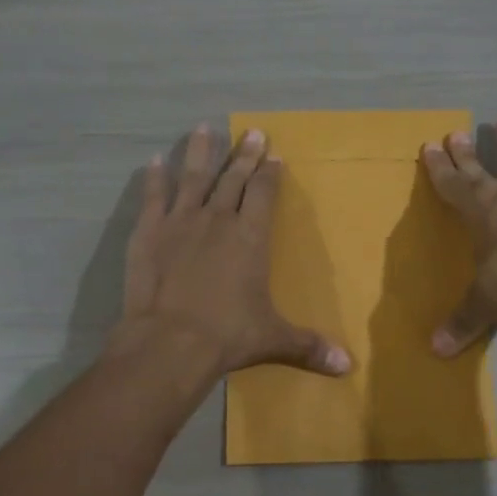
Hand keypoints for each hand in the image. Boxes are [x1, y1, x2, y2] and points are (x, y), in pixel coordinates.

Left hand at [118, 124, 352, 377]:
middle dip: (244, 154)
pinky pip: (152, 197)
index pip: (263, 193)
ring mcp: (180, 222)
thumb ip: (308, 346)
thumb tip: (348, 366)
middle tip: (252, 132)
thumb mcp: (273, 339)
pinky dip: (153, 178)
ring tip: (203, 128)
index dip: (270, 174)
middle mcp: (218, 219)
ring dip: (199, 152)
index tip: (274, 156)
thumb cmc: (227, 335)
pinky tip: (153, 161)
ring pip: (192, 177)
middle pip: (232, 178)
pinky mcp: (148, 232)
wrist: (169, 342)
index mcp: (250, 237)